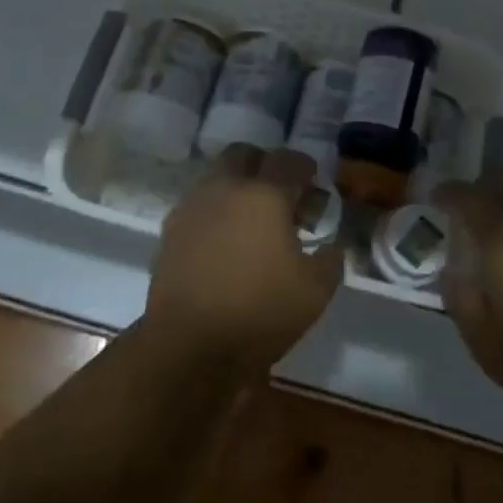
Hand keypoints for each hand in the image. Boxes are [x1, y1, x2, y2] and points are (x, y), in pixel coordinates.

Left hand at [146, 145, 343, 376]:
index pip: (288, 160)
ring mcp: (192, 207)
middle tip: (280, 194)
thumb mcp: (315, 291)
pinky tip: (226, 242)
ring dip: (236, 186)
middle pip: (244, 154)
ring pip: (216, 177)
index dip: (305, 167)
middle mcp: (225, 189)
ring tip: (252, 221)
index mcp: (264, 194)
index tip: (313, 183)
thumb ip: (330, 259)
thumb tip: (332, 245)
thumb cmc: (260, 313)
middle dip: (264, 165)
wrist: (189, 347)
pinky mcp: (170, 231)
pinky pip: (198, 205)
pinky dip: (215, 212)